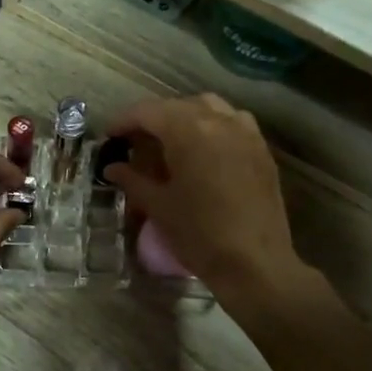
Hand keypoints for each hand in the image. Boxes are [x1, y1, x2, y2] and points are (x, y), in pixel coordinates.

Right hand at [101, 94, 300, 299]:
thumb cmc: (200, 234)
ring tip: (170, 140)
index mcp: (189, 130)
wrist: (255, 264)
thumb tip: (112, 168)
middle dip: (153, 119)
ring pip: (209, 108)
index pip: (148, 112)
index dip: (124, 121)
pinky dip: (213, 126)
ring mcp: (245, 133)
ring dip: (184, 117)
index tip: (109, 135)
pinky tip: (205, 149)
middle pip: (177, 106)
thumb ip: (132, 180)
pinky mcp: (262, 150)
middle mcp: (219, 121)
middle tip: (134, 140)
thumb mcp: (159, 206)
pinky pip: (233, 122)